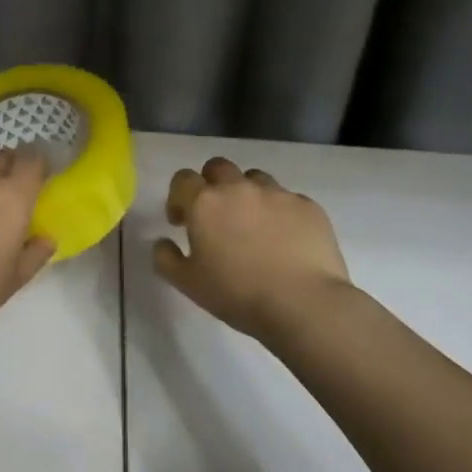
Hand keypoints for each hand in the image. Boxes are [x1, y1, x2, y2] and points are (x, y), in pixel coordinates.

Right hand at [152, 157, 351, 343]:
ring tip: (253, 225)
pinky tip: (285, 239)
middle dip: (212, 184)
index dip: (178, 197)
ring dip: (247, 194)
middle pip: (218, 167)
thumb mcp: (187, 283)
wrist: (303, 304)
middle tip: (216, 216)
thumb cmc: (236, 293)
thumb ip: (165, 258)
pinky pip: (288, 199)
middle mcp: (239, 188)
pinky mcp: (309, 207)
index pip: (182, 179)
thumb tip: (162, 242)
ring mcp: (278, 194)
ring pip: (255, 179)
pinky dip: (281, 212)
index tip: (182, 222)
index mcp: (205, 202)